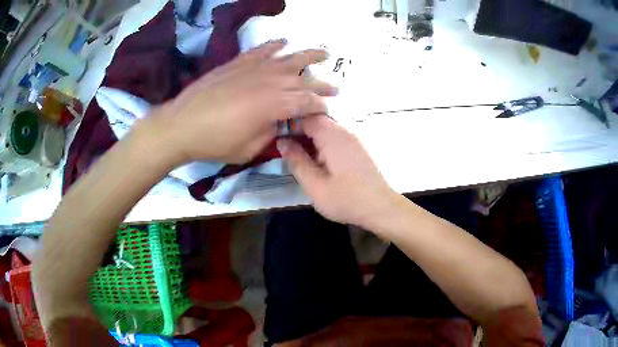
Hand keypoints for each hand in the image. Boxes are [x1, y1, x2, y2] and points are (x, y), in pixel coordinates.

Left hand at [151, 40, 336, 164]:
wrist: (181, 125)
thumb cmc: (215, 142)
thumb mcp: (249, 149)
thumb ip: (271, 134)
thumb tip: (282, 124)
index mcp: (275, 105)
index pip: (307, 103)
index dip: (320, 107)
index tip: (327, 111)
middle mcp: (269, 81)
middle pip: (303, 80)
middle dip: (321, 85)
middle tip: (335, 88)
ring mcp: (253, 68)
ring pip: (288, 58)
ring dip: (309, 56)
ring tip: (324, 53)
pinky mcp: (237, 63)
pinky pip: (261, 50)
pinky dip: (274, 45)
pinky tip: (284, 42)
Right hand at [277, 115, 400, 227]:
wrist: (381, 208)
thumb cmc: (347, 199)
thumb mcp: (315, 185)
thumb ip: (297, 162)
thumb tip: (282, 142)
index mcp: (332, 135)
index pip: (305, 116)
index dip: (288, 123)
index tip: (274, 135)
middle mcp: (343, 130)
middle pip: (315, 120)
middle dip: (297, 131)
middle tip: (282, 147)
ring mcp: (352, 138)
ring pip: (324, 129)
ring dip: (309, 138)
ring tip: (295, 154)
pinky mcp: (356, 147)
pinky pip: (334, 137)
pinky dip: (320, 144)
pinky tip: (314, 160)